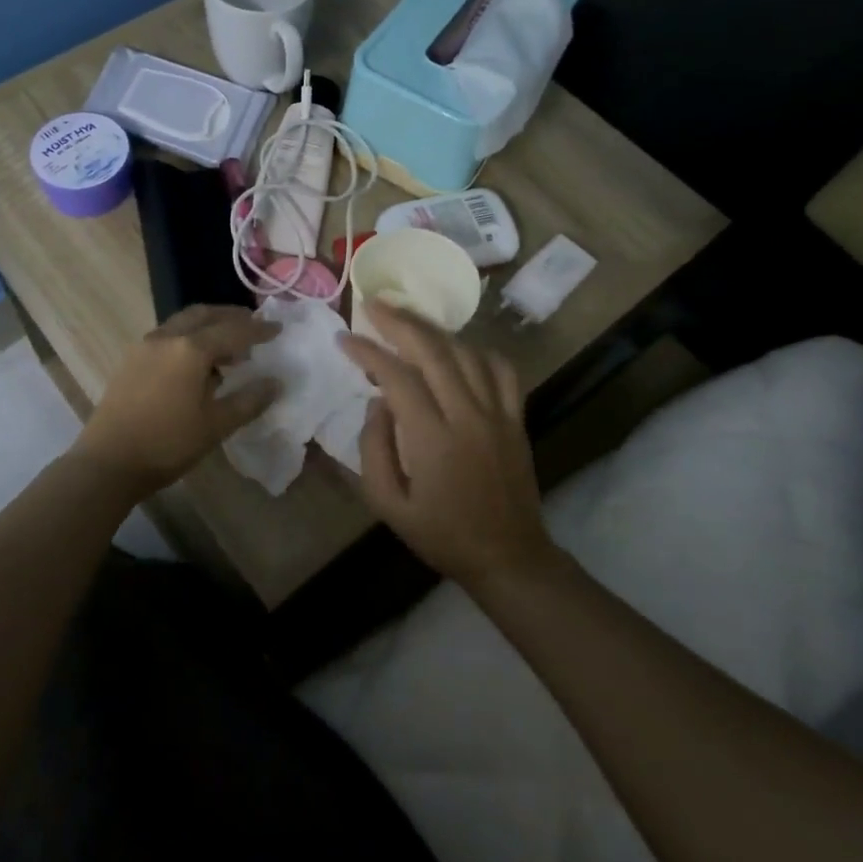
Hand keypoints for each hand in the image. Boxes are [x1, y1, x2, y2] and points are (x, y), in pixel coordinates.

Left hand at [72, 304, 279, 497]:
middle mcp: (166, 337)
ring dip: (208, 327)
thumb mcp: (216, 425)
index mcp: (190, 349)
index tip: (278, 329)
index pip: (233, 330)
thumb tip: (275, 382)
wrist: (108, 462)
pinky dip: (188, 338)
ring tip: (228, 347)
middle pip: (204, 315)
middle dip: (230, 317)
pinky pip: (167, 337)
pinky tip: (197, 363)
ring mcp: (144, 346)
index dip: (258, 329)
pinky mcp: (130, 360)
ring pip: (182, 323)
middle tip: (253, 326)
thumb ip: (249, 400)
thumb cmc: (168, 444)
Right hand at [338, 300, 550, 587]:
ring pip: (467, 352)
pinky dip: (478, 350)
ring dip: (434, 330)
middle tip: (373, 305)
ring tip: (407, 320)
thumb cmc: (441, 534)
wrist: (508, 556)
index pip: (397, 377)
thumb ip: (374, 448)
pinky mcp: (517, 418)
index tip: (345, 339)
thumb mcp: (388, 505)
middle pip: (434, 351)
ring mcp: (499, 414)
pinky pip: (502, 369)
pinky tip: (458, 348)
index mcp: (433, 439)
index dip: (368, 352)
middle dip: (399, 321)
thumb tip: (377, 402)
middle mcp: (468, 416)